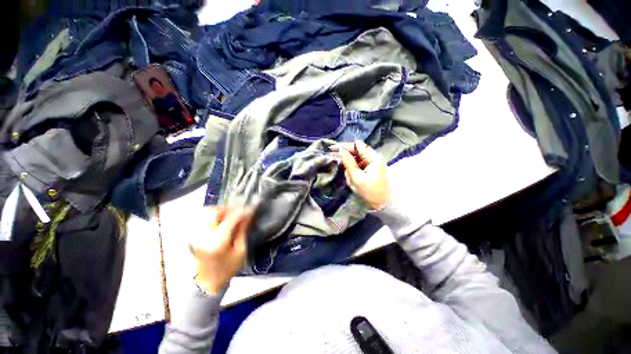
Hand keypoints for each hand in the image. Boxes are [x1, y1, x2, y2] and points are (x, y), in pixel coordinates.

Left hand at [189, 206, 252, 294]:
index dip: (243, 211)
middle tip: (240, 210)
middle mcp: (203, 234)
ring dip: (222, 210)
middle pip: (215, 211)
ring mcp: (196, 233)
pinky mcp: (193, 234)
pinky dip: (214, 214)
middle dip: (230, 208)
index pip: (231, 218)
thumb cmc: (227, 268)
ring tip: (232, 214)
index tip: (251, 208)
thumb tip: (247, 215)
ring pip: (207, 212)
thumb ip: (242, 230)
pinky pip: (203, 217)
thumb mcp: (240, 250)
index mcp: (217, 241)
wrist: (206, 282)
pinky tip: (222, 218)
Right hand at [336, 140, 390, 209]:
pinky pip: (359, 164)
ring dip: (349, 164)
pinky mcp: (370, 168)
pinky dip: (353, 169)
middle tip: (337, 162)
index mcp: (373, 157)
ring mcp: (372, 162)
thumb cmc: (370, 192)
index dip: (344, 145)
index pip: (357, 145)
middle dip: (346, 157)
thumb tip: (341, 150)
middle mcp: (374, 157)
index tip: (332, 148)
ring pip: (356, 158)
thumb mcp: (357, 178)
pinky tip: (350, 176)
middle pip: (357, 151)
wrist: (384, 204)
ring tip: (347, 175)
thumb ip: (348, 162)